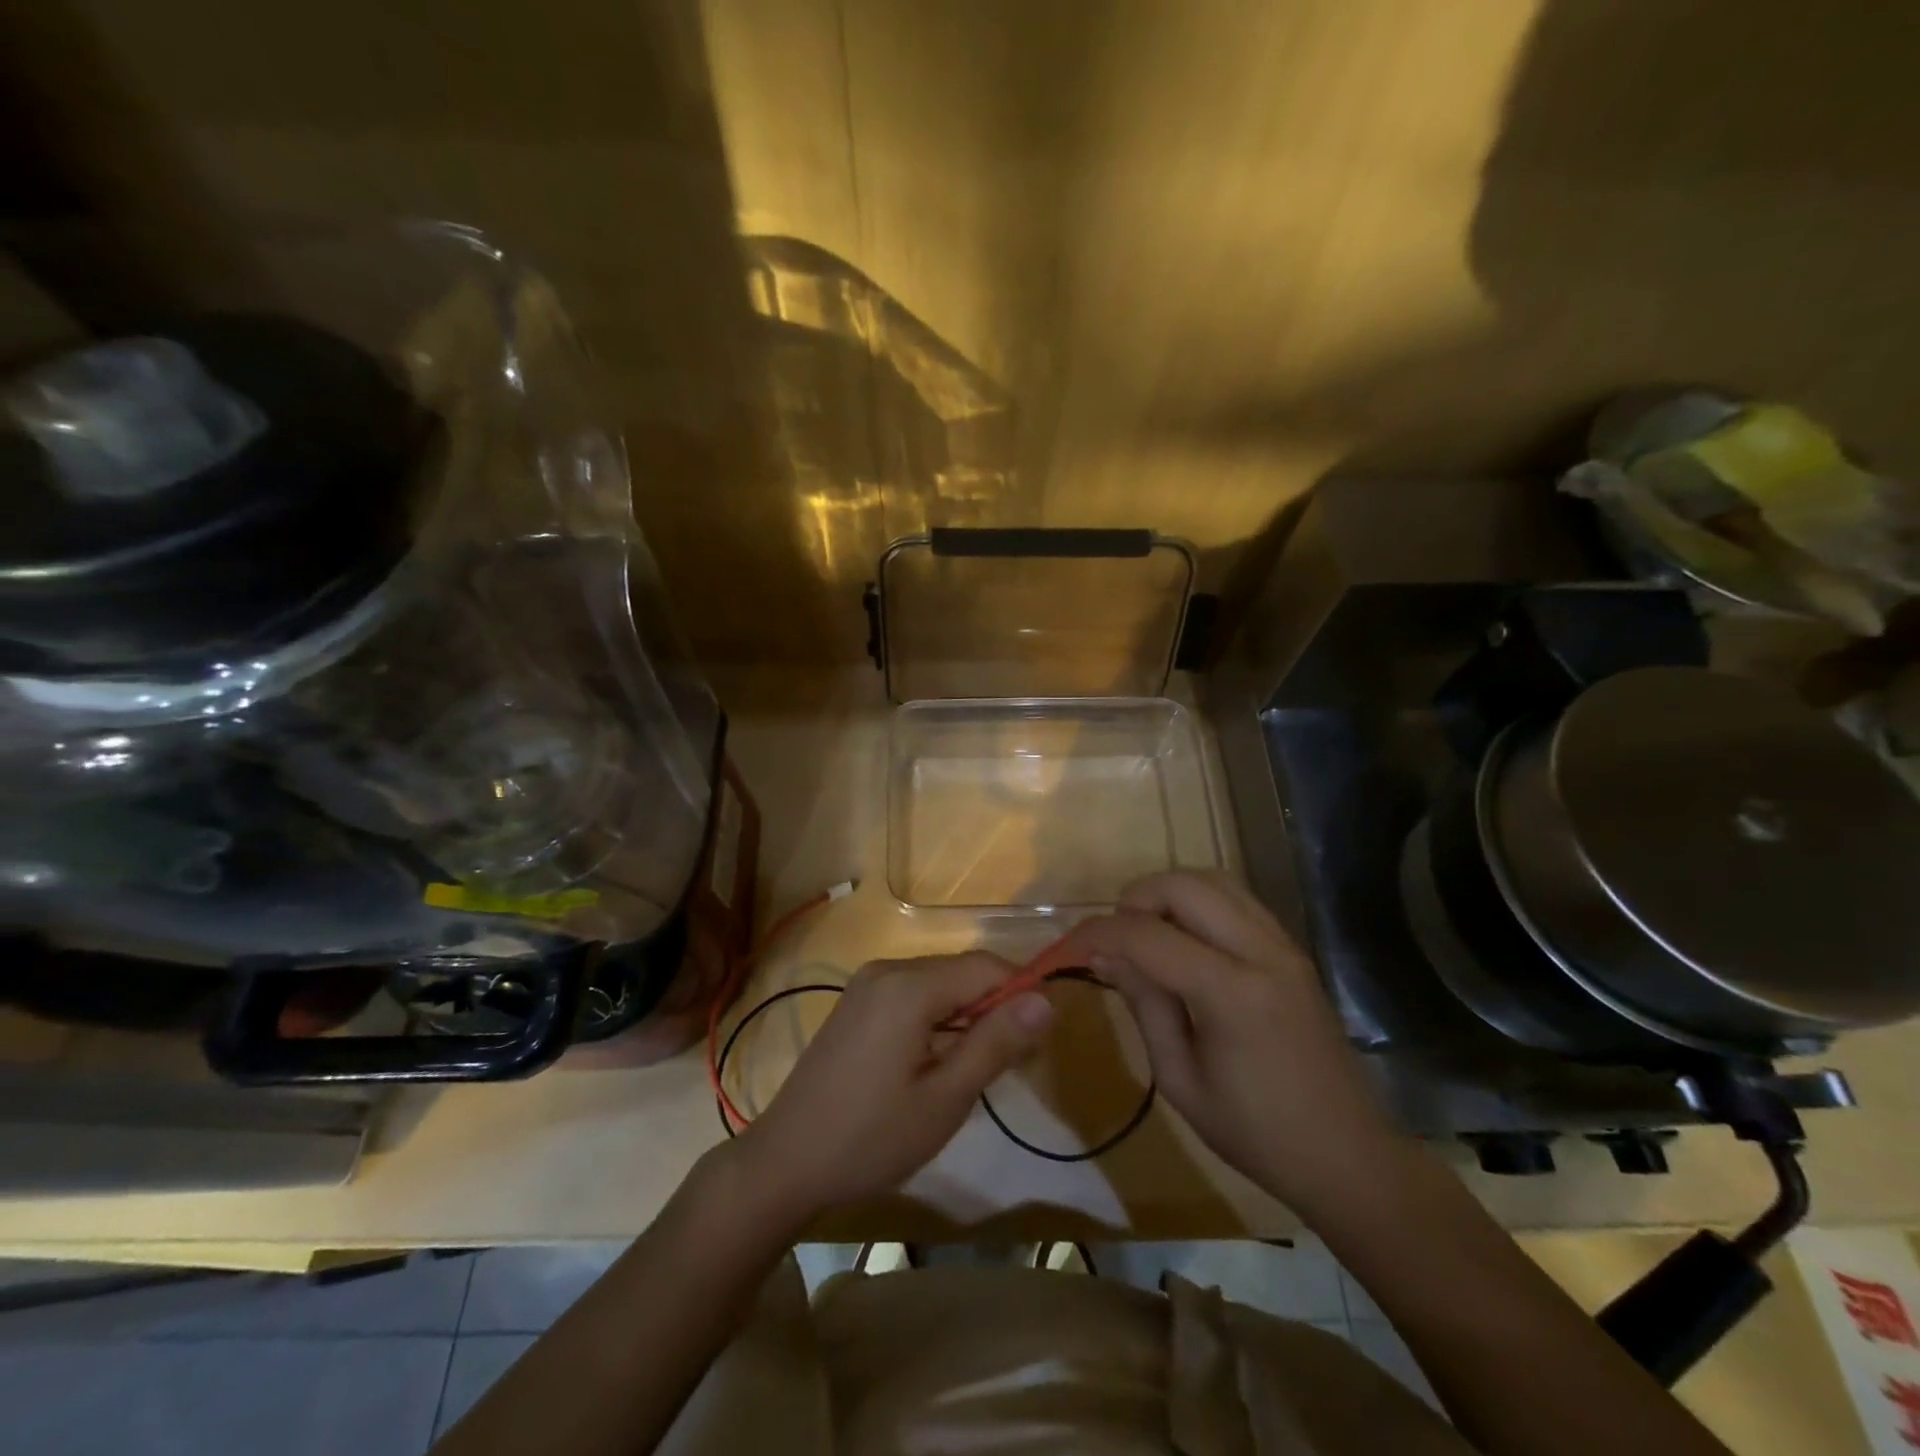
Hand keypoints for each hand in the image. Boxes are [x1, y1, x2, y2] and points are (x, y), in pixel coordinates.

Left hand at [729, 954, 1054, 1222]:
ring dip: (966, 1013)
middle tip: (1010, 1062)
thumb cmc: (872, 1137)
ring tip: (974, 1067)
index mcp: (910, 986)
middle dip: (994, 1005)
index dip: (1021, 992)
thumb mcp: (945, 1098)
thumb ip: (996, 1043)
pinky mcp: (856, 1002)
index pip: (987, 966)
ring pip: (938, 982)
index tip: (1040, 1037)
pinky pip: (912, 993)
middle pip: (961, 971)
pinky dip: (937, 1016)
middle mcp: (887, 969)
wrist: (785, 1161)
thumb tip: (1046, 1001)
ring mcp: (867, 983)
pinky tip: (935, 1059)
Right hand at [1068, 871, 1406, 1219]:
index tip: (1069, 946)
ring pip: (1213, 880)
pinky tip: (1185, 942)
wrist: (1346, 1156)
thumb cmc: (1255, 1132)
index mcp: (1230, 993)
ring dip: (1169, 894)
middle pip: (1184, 885)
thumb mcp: (1180, 1079)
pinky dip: (1199, 904)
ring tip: (1147, 935)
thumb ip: (1144, 1005)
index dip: (1098, 932)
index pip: (1146, 935)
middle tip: (1115, 940)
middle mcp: (1260, 952)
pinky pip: (1237, 899)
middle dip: (1135, 899)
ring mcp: (1283, 945)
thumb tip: (1105, 956)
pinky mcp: (1292, 950)